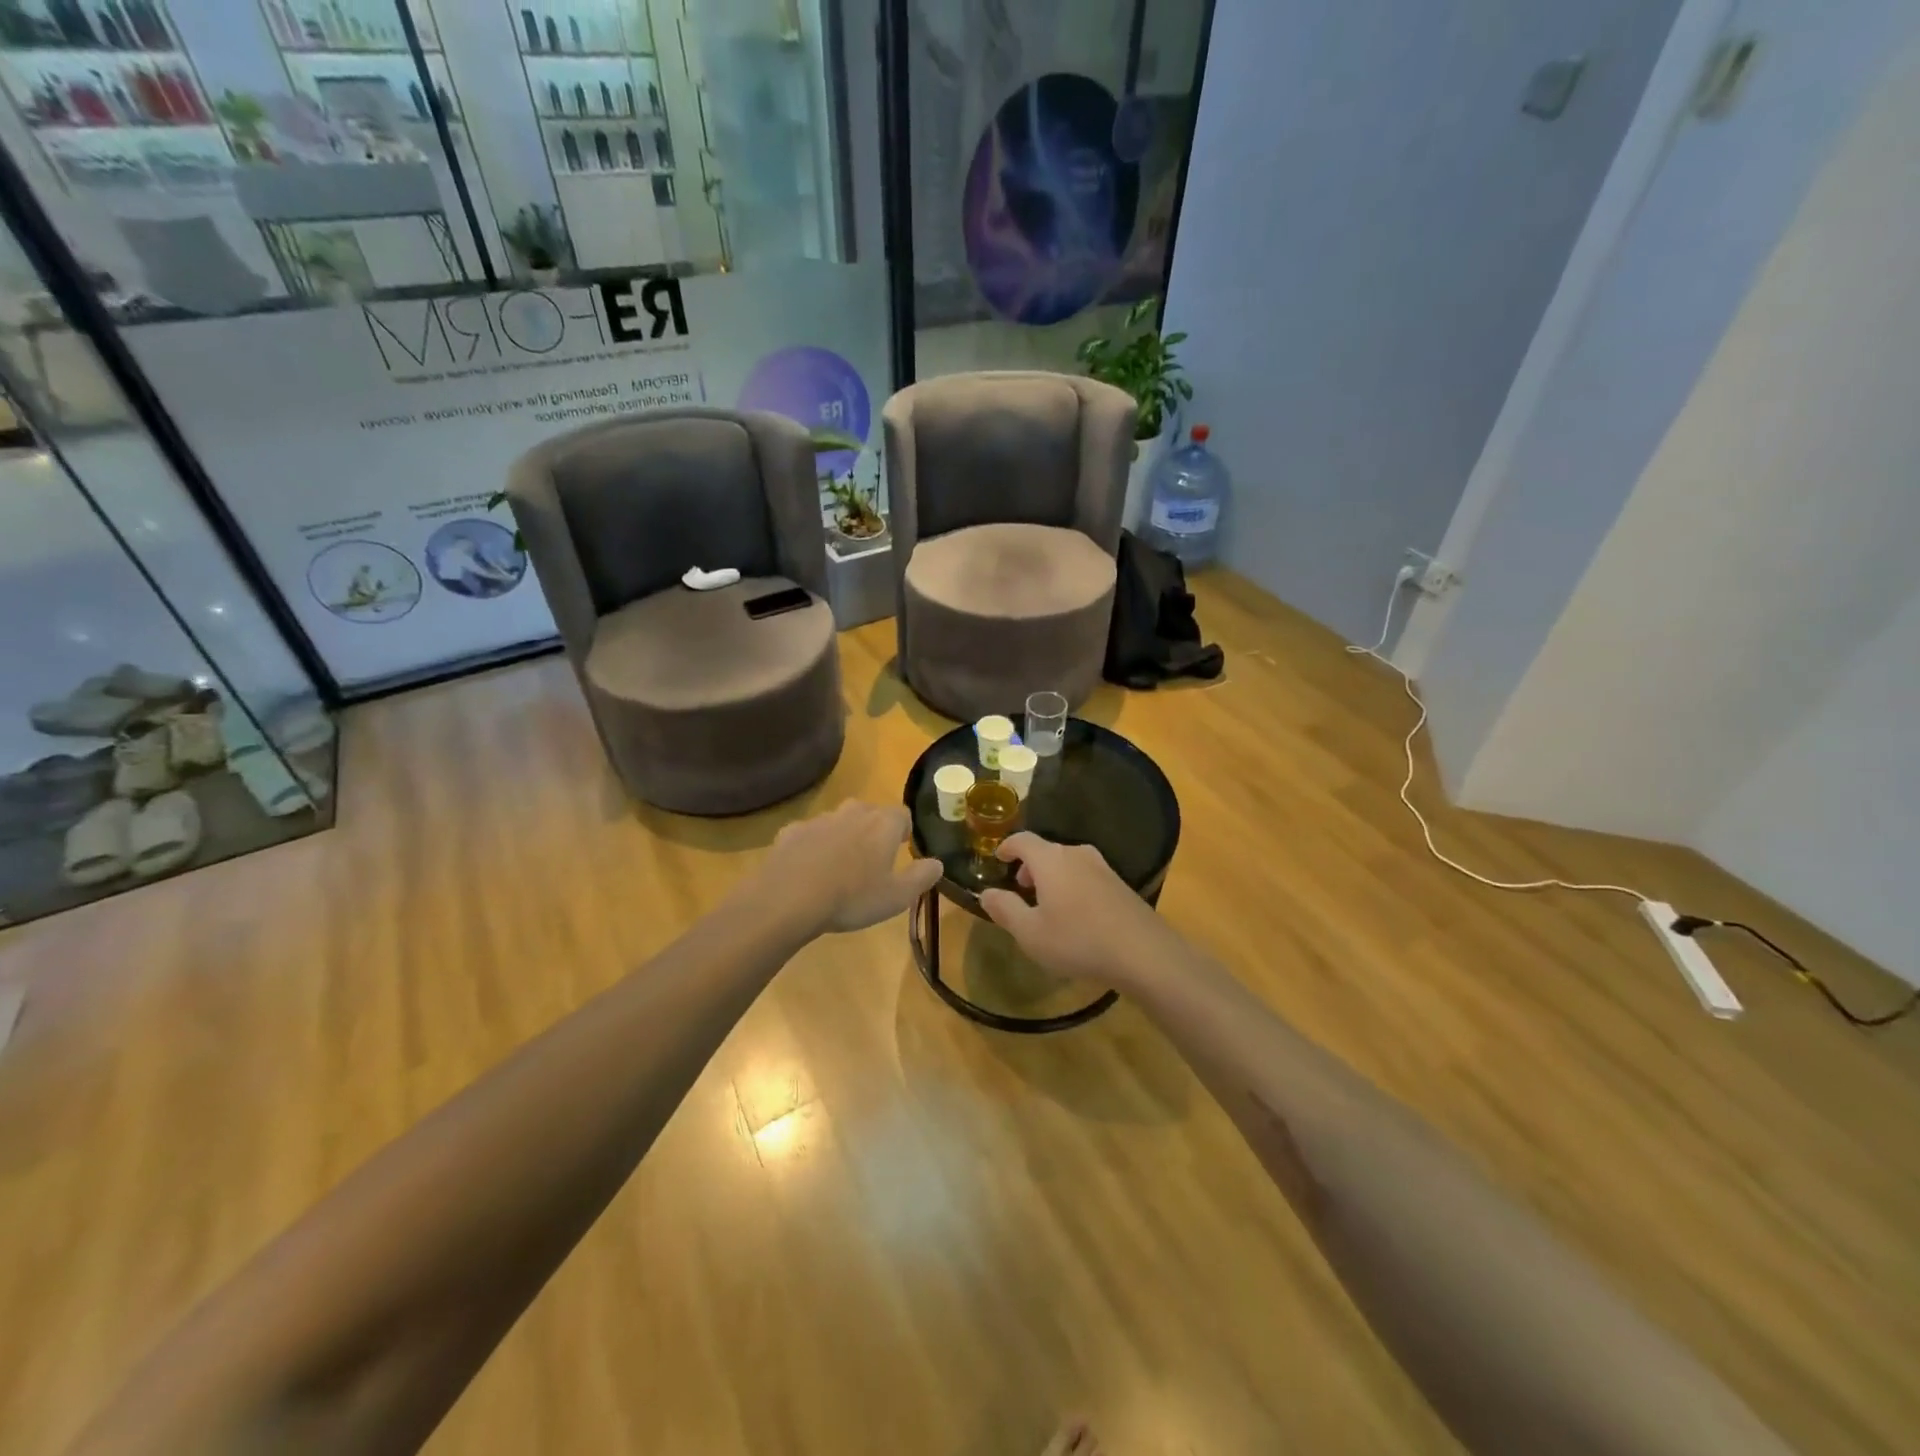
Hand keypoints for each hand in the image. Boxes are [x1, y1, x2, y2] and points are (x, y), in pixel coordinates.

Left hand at [756, 801, 942, 936]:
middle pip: (869, 812)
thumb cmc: (852, 897)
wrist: (789, 898)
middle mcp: (852, 812)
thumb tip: (938, 863)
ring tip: (839, 867)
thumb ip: (922, 876)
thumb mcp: (898, 896)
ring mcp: (819, 819)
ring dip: (842, 837)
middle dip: (873, 830)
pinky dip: (812, 847)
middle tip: (872, 858)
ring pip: (838, 822)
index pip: (902, 814)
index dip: (904, 830)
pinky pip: (808, 835)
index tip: (902, 848)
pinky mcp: (791, 832)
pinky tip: (808, 871)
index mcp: (883, 824)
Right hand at [979, 832, 1181, 987]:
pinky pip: (1085, 875)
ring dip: (1052, 877)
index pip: (1022, 840)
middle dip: (1029, 866)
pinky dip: (1072, 885)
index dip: (1007, 847)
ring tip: (1047, 905)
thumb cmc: (1078, 940)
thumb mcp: (1030, 933)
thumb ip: (1005, 909)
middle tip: (1021, 889)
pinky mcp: (1120, 883)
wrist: (1143, 953)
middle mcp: (1076, 854)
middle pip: (1046, 850)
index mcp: (1051, 860)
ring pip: (1067, 863)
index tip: (998, 859)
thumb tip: (986, 892)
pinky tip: (1075, 916)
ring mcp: (1102, 867)